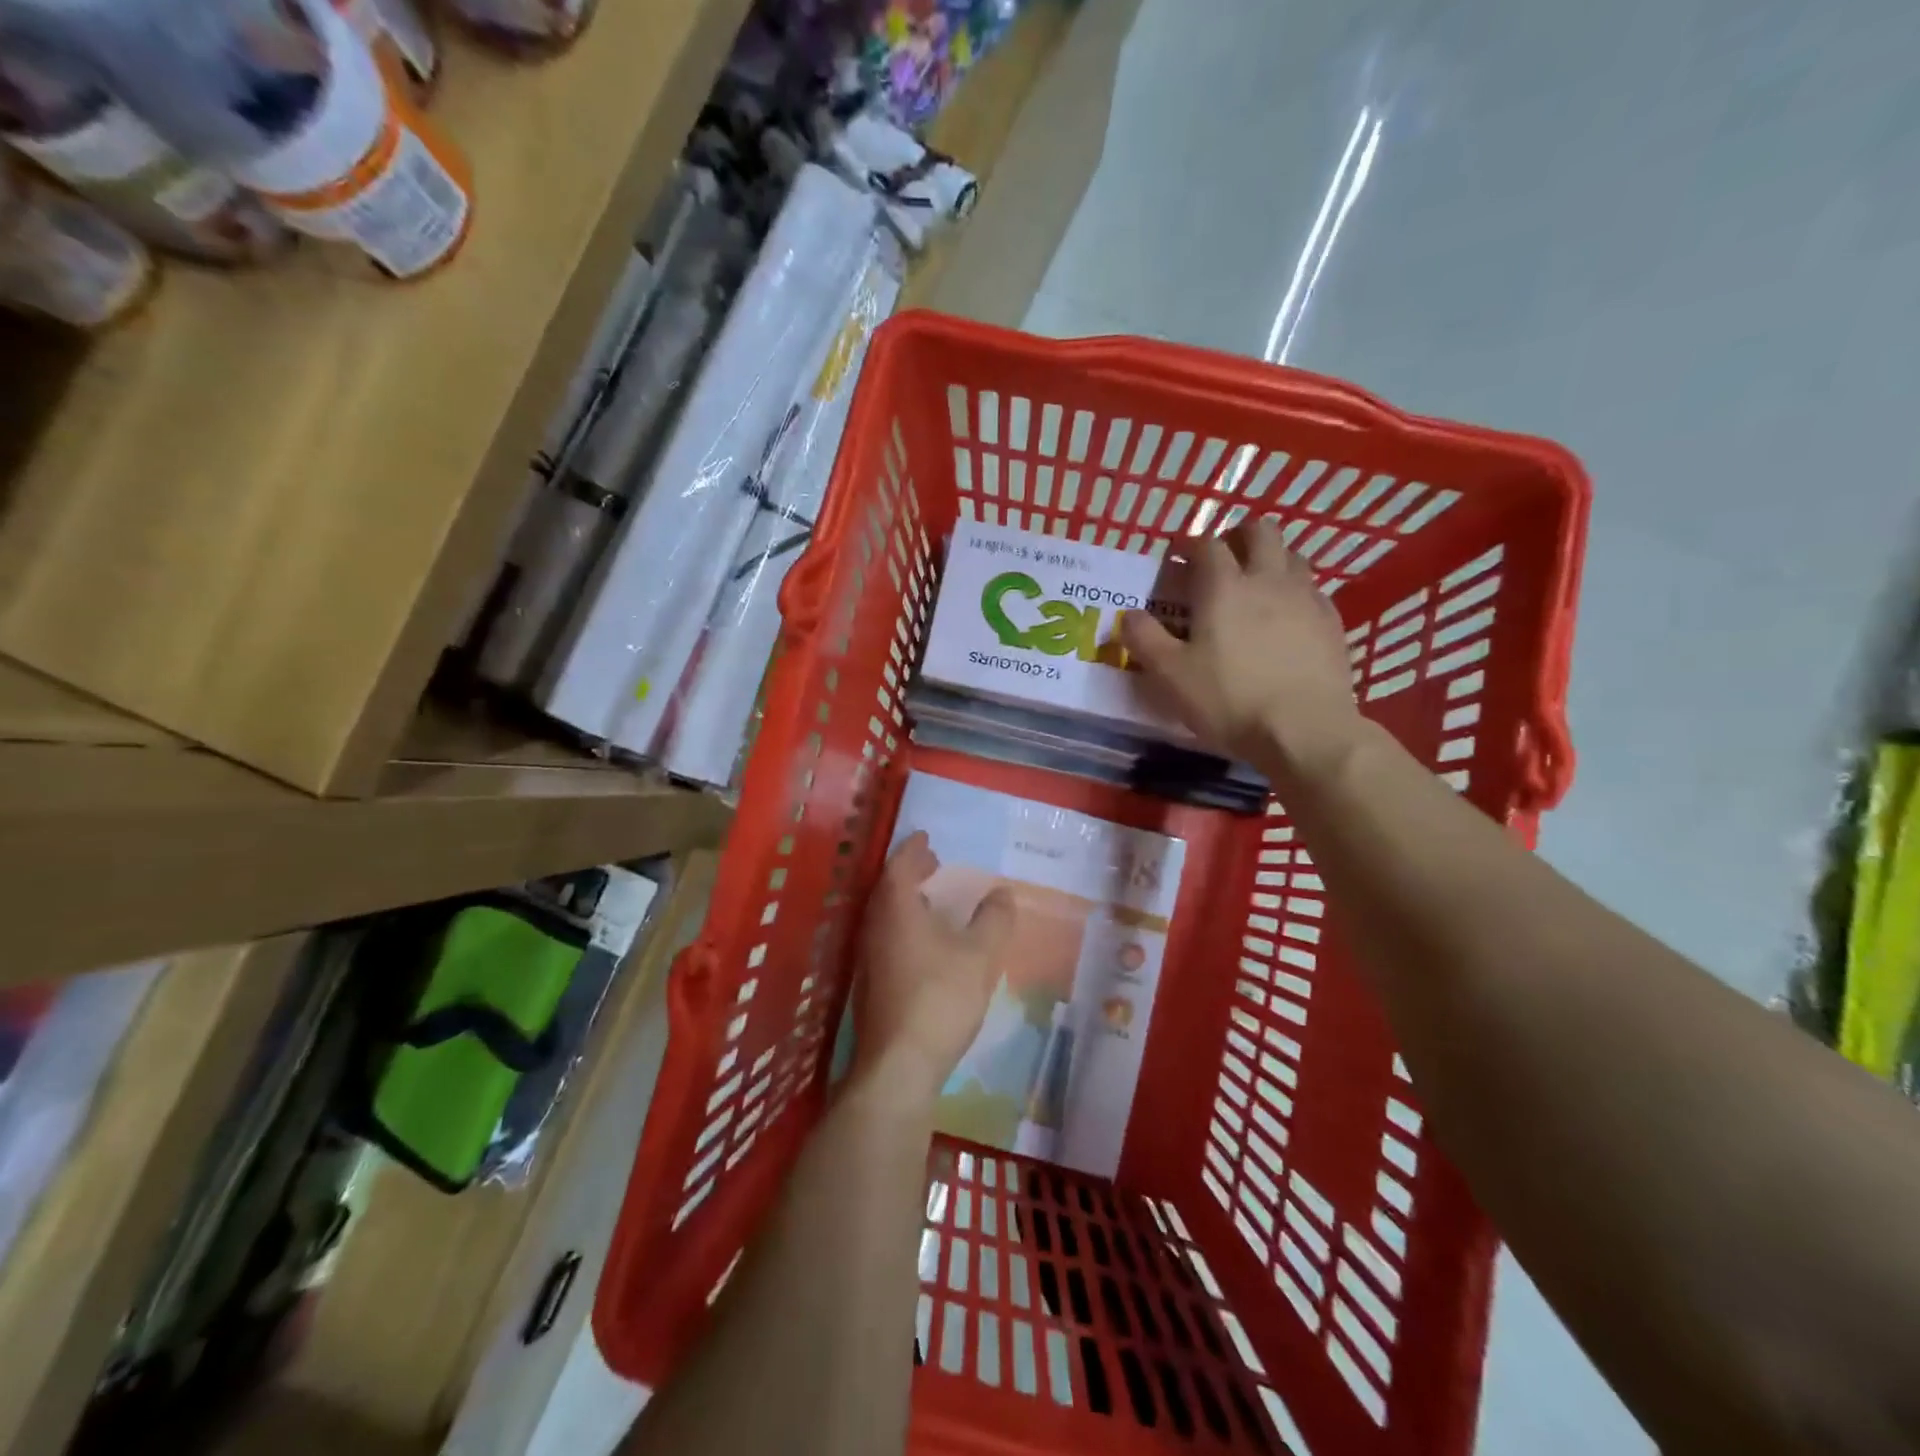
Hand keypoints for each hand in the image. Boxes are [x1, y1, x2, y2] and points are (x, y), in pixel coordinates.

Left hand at [852, 832, 1015, 1105]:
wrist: (899, 1065)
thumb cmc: (940, 998)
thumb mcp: (979, 955)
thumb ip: (993, 920)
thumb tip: (1001, 892)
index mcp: (896, 909)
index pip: (899, 866)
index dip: (914, 849)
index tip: (926, 837)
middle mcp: (875, 927)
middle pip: (888, 888)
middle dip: (910, 871)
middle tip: (933, 862)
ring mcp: (868, 957)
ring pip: (885, 914)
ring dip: (906, 899)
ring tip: (932, 897)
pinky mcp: (870, 984)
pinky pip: (885, 936)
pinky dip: (903, 924)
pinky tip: (924, 942)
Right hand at [1120, 518, 1362, 783]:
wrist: (1304, 729)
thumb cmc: (1228, 699)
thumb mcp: (1170, 675)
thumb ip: (1144, 640)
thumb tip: (1129, 616)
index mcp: (1223, 586)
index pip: (1207, 544)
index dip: (1190, 546)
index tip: (1178, 558)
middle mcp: (1267, 579)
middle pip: (1260, 532)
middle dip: (1239, 536)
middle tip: (1223, 559)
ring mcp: (1306, 597)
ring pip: (1292, 555)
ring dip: (1271, 559)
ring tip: (1256, 584)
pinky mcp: (1332, 622)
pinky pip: (1312, 590)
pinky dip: (1295, 591)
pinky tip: (1287, 616)